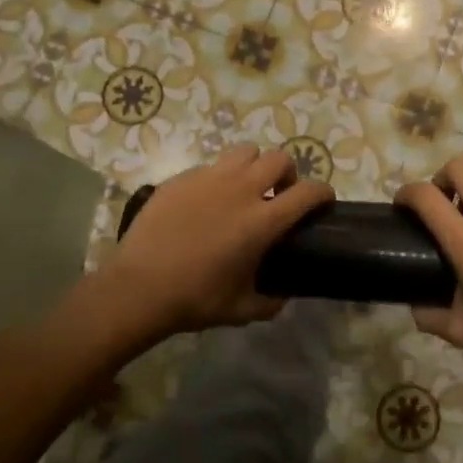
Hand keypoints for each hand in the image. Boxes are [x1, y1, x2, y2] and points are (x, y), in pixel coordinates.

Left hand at [107, 145, 334, 336]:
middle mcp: (240, 190)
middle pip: (278, 159)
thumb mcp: (241, 310)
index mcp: (262, 221)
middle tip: (278, 195)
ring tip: (244, 189)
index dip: (323, 193)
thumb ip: (270, 302)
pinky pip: (210, 166)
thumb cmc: (195, 299)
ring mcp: (208, 179)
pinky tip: (207, 202)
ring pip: (244, 152)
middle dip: (287, 173)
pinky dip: (219, 178)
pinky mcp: (181, 179)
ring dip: (254, 166)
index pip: (307, 192)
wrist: (138, 287)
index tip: (323, 201)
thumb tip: (282, 295)